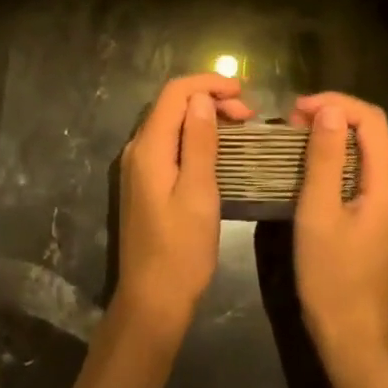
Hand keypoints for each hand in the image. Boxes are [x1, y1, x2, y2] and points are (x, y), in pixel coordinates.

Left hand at [115, 74, 253, 337]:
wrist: (151, 303)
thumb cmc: (181, 251)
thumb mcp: (199, 194)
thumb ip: (200, 143)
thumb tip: (201, 98)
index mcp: (149, 147)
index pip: (174, 93)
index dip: (207, 84)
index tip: (242, 91)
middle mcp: (138, 148)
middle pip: (172, 104)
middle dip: (209, 99)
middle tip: (248, 114)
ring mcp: (139, 166)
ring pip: (172, 123)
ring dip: (204, 117)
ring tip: (240, 126)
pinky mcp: (145, 182)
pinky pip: (170, 143)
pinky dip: (195, 136)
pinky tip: (218, 148)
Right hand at [290, 93, 387, 360]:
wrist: (353, 338)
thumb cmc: (331, 275)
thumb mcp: (319, 211)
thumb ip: (325, 157)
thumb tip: (328, 109)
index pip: (370, 118)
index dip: (335, 103)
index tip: (297, 110)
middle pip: (372, 131)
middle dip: (332, 115)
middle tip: (291, 122)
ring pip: (367, 149)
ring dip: (334, 136)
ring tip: (295, 138)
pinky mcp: (383, 217)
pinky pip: (364, 170)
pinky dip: (338, 158)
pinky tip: (312, 166)